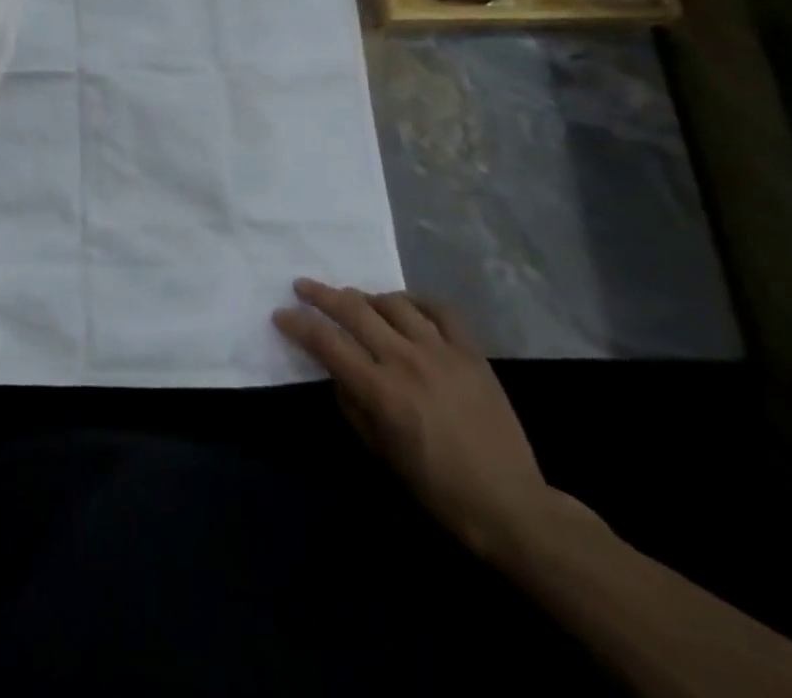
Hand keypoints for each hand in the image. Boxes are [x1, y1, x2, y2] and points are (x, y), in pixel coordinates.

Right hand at [274, 280, 563, 558]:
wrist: (510, 505)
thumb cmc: (436, 488)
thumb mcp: (380, 452)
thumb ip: (352, 404)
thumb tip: (338, 371)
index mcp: (381, 391)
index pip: (326, 342)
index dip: (298, 324)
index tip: (281, 315)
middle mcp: (406, 361)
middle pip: (354, 310)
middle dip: (321, 294)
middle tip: (302, 286)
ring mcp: (442, 352)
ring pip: (393, 303)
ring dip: (367, 297)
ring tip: (355, 301)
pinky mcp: (471, 352)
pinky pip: (440, 310)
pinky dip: (416, 301)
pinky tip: (405, 305)